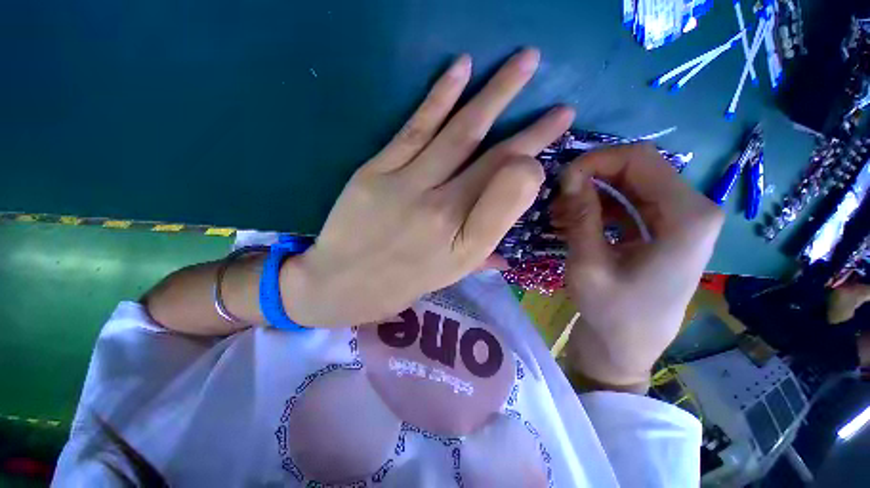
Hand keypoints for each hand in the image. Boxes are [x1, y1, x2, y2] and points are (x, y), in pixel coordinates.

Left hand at [281, 49, 575, 326]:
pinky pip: (415, 128)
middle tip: (560, 104)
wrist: (340, 284)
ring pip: (459, 133)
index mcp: (462, 239)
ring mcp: (407, 185)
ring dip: (495, 94)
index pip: (507, 189)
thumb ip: (484, 246)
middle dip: (531, 129)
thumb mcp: (450, 274)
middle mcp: (442, 209)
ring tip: (525, 61)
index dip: (534, 158)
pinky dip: (440, 96)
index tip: (554, 134)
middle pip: (493, 157)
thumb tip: (513, 235)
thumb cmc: (401, 283)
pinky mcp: (375, 171)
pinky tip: (462, 68)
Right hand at [551, 144, 723, 391]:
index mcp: (687, 216)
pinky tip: (574, 222)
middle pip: (637, 169)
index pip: (639, 159)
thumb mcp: (588, 263)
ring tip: (560, 214)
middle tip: (557, 199)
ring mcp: (678, 220)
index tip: (562, 182)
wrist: (625, 349)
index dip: (596, 162)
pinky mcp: (663, 231)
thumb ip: (581, 215)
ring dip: (592, 193)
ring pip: (630, 184)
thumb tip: (569, 175)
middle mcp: (692, 210)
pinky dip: (599, 206)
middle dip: (592, 178)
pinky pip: (629, 203)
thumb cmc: (610, 313)